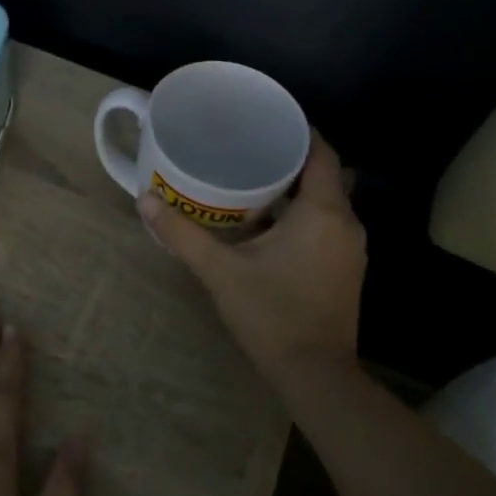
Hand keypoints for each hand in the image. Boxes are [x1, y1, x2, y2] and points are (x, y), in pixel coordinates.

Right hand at [139, 133, 365, 380]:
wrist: (315, 375)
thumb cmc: (272, 314)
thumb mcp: (220, 271)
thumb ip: (182, 234)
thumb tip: (145, 199)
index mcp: (323, 212)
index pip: (321, 151)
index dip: (299, 130)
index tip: (266, 121)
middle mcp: (346, 223)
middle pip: (324, 174)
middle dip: (291, 159)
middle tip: (249, 148)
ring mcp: (351, 249)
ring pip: (327, 202)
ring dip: (297, 189)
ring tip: (254, 180)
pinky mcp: (346, 269)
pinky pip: (328, 225)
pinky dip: (304, 214)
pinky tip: (270, 224)